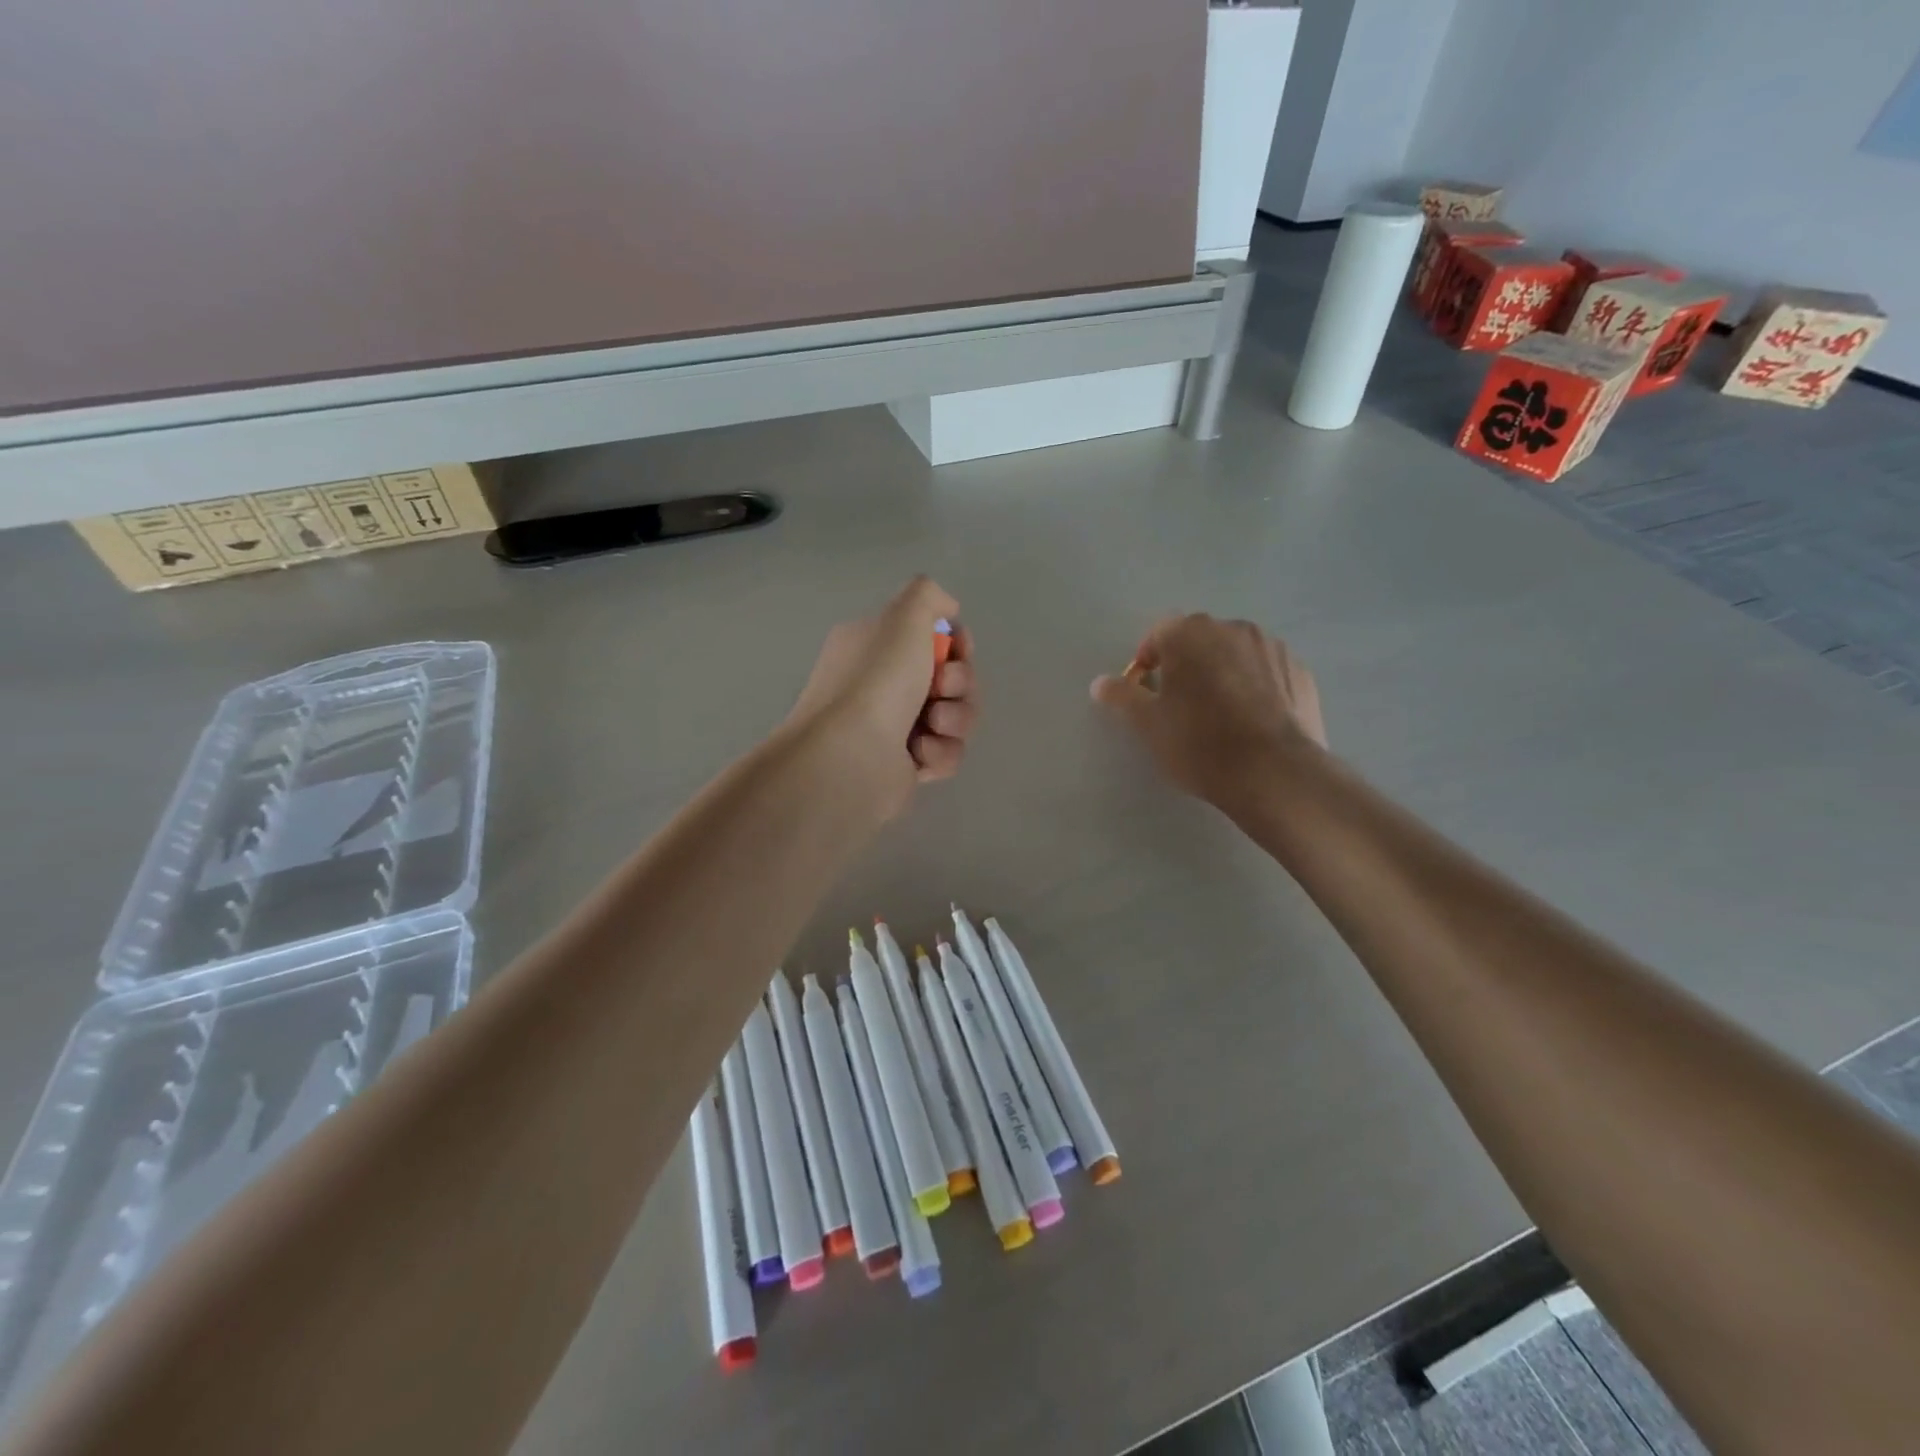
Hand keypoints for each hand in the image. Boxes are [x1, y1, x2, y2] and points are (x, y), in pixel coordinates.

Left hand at [787, 577, 978, 813]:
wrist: (852, 756)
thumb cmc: (876, 680)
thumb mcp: (903, 616)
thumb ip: (928, 595)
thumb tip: (948, 609)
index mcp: (877, 646)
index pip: (934, 638)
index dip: (957, 643)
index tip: (959, 648)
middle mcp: (883, 684)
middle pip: (953, 679)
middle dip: (960, 682)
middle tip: (941, 687)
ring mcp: (896, 727)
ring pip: (956, 717)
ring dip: (954, 719)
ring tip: (931, 726)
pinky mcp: (908, 766)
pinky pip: (947, 753)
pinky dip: (940, 752)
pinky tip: (918, 755)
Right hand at [1090, 614, 1324, 806]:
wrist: (1274, 773)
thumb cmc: (1199, 743)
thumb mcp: (1147, 724)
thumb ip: (1122, 696)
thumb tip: (1100, 683)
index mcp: (1191, 633)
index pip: (1159, 634)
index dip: (1148, 662)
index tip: (1148, 694)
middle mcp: (1234, 628)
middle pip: (1200, 641)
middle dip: (1187, 666)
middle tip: (1181, 707)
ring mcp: (1273, 647)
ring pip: (1236, 655)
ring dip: (1223, 673)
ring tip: (1221, 716)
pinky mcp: (1301, 672)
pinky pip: (1267, 673)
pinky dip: (1256, 688)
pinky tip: (1252, 723)